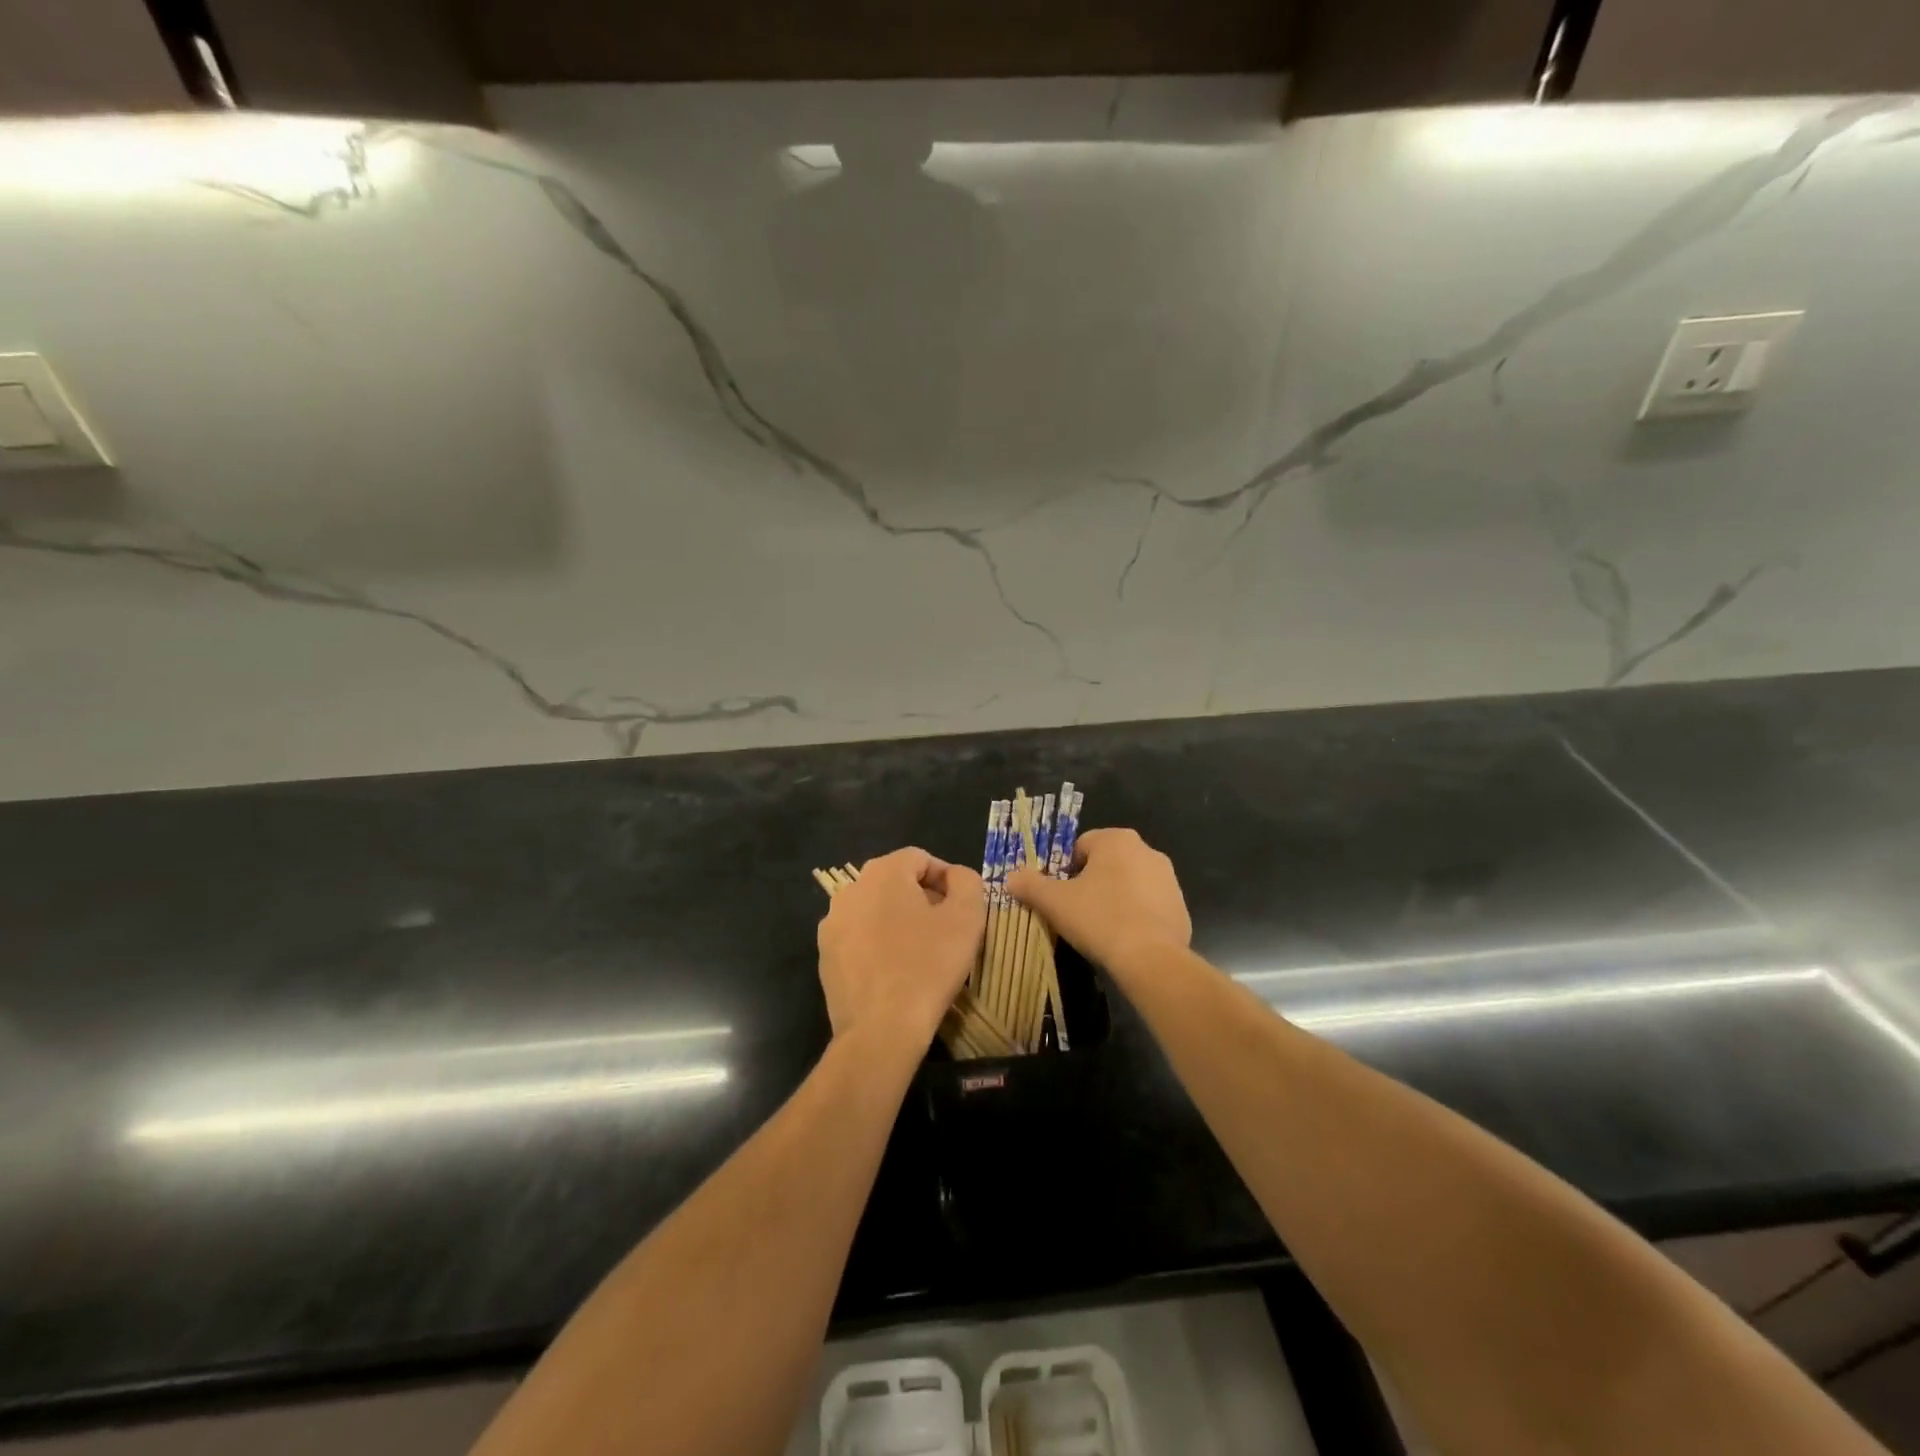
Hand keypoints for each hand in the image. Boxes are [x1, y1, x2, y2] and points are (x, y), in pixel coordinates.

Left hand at [817, 847, 985, 1045]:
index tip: (962, 906)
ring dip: (899, 920)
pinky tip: (895, 971)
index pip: (919, 858)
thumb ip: (966, 882)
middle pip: (894, 881)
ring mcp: (832, 924)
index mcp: (882, 873)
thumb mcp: (967, 918)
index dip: (946, 877)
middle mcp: (850, 890)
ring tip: (922, 950)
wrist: (881, 1030)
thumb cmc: (928, 966)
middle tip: (946, 928)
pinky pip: (859, 937)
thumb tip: (955, 876)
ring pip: (875, 909)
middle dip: (922, 897)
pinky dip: (878, 944)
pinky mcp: (825, 956)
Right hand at [1008, 828, 1190, 972]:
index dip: (1065, 870)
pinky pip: (1150, 907)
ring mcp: (1169, 880)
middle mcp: (1148, 851)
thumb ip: (1030, 884)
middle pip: (1107, 863)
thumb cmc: (1098, 918)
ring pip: (1130, 884)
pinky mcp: (1181, 908)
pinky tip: (1125, 940)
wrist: (1150, 958)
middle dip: (1092, 883)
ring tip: (1101, 928)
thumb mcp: (1054, 901)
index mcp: (1117, 840)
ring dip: (1116, 899)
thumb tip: (1011, 877)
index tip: (1060, 895)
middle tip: (1077, 911)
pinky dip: (1137, 917)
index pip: (1081, 846)